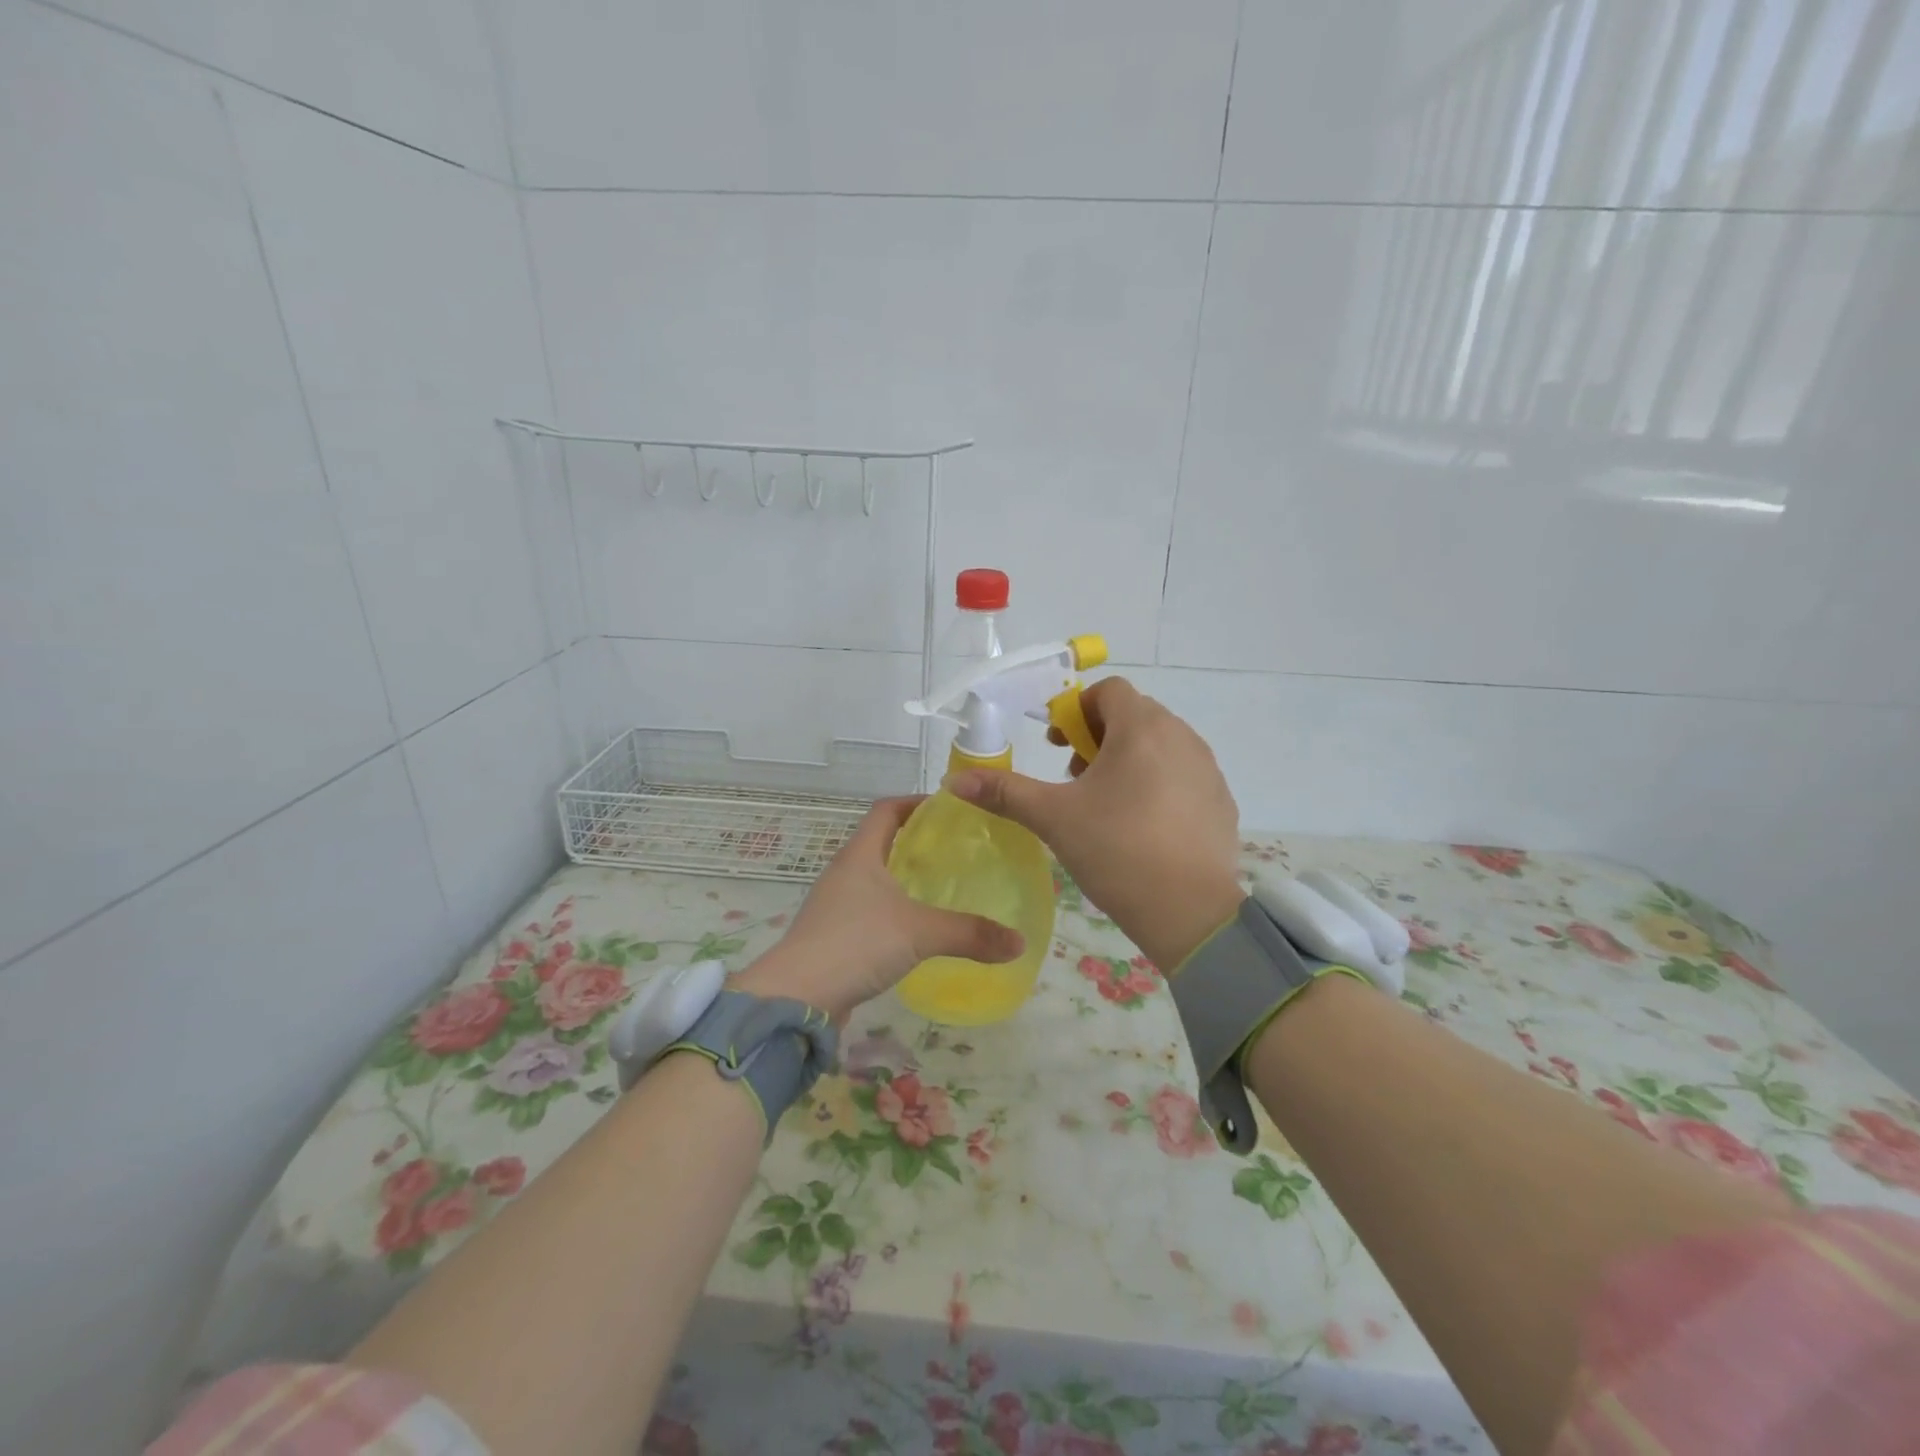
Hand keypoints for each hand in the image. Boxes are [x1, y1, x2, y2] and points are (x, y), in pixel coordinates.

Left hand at [733, 796, 1023, 1023]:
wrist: (796, 997)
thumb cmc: (855, 944)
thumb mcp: (919, 933)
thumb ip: (970, 934)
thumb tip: (1019, 942)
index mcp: (860, 855)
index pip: (886, 810)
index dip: (916, 803)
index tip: (949, 808)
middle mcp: (844, 871)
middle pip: (881, 840)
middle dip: (916, 840)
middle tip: (956, 848)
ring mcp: (835, 903)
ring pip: (874, 875)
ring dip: (903, 874)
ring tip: (941, 884)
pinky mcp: (833, 933)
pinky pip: (868, 907)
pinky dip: (893, 906)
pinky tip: (916, 926)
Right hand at [946, 677, 1242, 969]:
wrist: (1190, 911)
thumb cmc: (1116, 851)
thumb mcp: (1053, 818)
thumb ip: (1005, 792)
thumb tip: (954, 780)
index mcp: (1141, 728)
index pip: (1108, 691)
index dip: (1076, 710)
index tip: (1058, 747)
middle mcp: (1181, 736)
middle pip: (1134, 715)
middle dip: (1099, 737)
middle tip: (1076, 777)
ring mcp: (1207, 769)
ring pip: (1160, 745)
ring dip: (1129, 759)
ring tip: (1107, 804)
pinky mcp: (1221, 800)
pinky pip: (1183, 774)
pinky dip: (1159, 784)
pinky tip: (1144, 826)